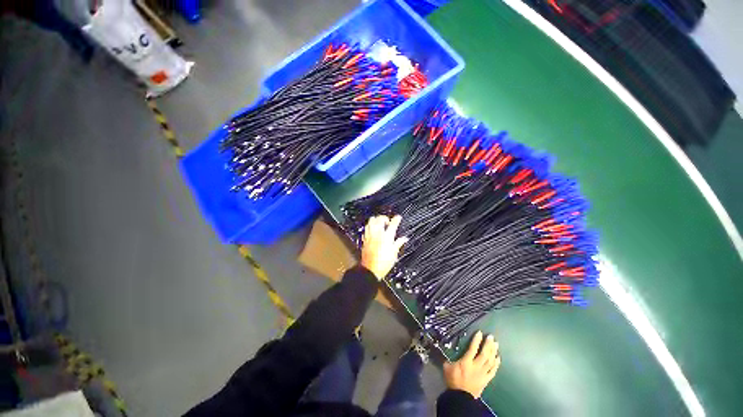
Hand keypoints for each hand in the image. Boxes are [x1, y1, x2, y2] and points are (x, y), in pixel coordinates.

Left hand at [361, 215, 407, 279]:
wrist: (370, 269)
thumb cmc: (384, 263)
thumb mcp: (394, 253)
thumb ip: (399, 243)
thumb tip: (404, 238)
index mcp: (387, 237)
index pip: (393, 224)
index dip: (396, 219)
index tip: (398, 217)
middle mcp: (378, 234)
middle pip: (379, 219)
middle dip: (384, 218)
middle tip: (388, 222)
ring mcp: (370, 235)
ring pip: (371, 221)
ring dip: (376, 220)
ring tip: (380, 224)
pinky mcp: (365, 239)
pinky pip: (366, 228)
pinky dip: (370, 226)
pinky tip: (373, 230)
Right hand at [443, 331, 499, 398]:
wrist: (460, 397)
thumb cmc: (453, 380)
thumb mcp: (447, 367)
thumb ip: (448, 358)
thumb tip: (444, 350)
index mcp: (466, 362)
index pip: (472, 348)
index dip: (476, 340)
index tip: (480, 333)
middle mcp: (476, 366)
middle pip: (484, 354)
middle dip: (488, 345)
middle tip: (491, 337)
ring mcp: (482, 373)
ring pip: (490, 361)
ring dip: (493, 352)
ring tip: (496, 344)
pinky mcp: (486, 380)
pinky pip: (493, 371)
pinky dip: (496, 364)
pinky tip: (498, 358)